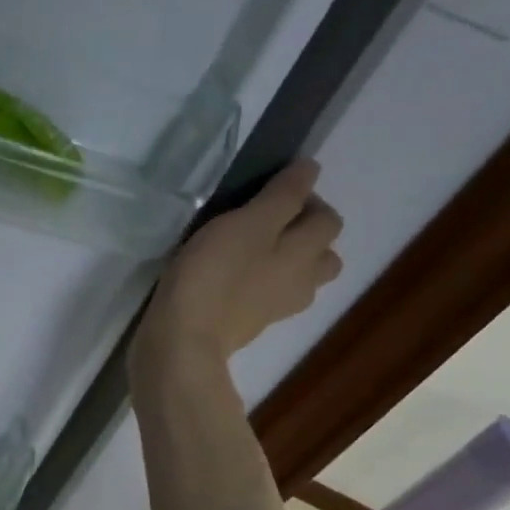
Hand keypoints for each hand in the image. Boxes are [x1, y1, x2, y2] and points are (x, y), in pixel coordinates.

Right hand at [130, 159, 342, 392]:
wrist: (182, 340)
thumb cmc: (213, 275)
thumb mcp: (246, 223)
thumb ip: (282, 196)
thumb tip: (310, 170)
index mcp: (306, 253)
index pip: (327, 218)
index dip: (305, 198)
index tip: (267, 193)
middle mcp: (302, 281)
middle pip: (323, 255)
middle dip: (303, 236)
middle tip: (262, 225)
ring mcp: (276, 308)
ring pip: (298, 280)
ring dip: (285, 264)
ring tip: (249, 254)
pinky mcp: (249, 325)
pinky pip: (267, 298)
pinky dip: (258, 286)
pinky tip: (230, 281)